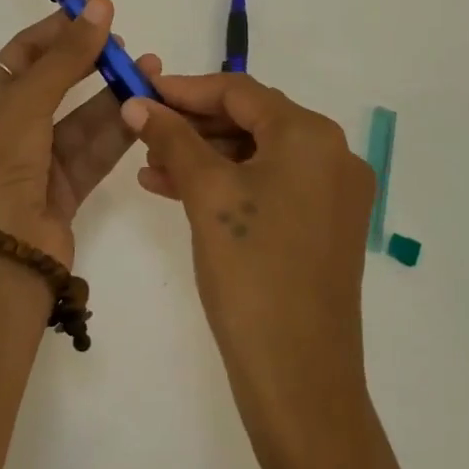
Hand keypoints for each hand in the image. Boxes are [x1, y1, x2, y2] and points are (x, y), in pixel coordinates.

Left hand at [0, 0, 160, 268]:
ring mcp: (36, 160)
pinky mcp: (64, 188)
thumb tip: (98, 4)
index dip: (60, 31)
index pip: (24, 53)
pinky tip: (147, 107)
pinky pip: (94, 149)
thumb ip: (67, 56)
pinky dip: (119, 129)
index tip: (98, 13)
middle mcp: (7, 127)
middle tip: (127, 45)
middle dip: (92, 62)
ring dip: (115, 94)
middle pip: (56, 83)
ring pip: (82, 117)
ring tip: (152, 69)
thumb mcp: (27, 102)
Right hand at [121, 74, 375, 465]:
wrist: (300, 380)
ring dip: (203, 156)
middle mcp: (332, 155)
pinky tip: (177, 191)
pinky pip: (268, 186)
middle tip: (142, 130)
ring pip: (256, 155)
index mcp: (311, 136)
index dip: (185, 88)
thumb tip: (137, 102)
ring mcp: (332, 194)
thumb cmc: (252, 271)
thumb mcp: (206, 194)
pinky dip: (225, 184)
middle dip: (192, 125)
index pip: (239, 91)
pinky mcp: (323, 227)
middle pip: (250, 120)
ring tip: (149, 167)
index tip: (141, 91)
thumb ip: (171, 138)